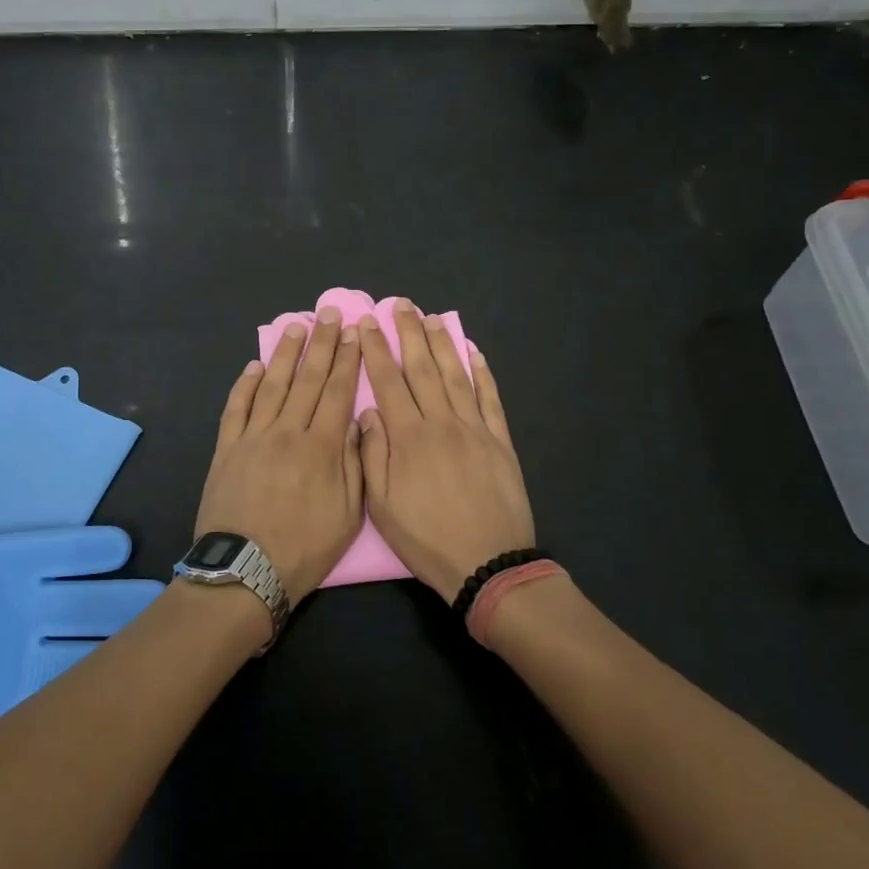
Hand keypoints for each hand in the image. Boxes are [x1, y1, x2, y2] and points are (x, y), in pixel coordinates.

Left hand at [194, 305, 364, 606]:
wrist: (244, 572)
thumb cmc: (304, 548)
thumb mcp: (348, 514)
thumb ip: (354, 462)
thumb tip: (357, 419)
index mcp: (322, 447)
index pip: (337, 392)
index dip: (347, 360)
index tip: (353, 332)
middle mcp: (288, 431)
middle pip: (307, 379)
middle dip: (321, 344)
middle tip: (328, 313)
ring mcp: (253, 437)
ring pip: (273, 385)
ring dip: (285, 354)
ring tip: (296, 326)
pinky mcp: (226, 448)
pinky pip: (236, 408)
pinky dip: (245, 384)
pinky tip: (255, 365)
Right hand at [357, 304, 535, 603]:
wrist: (488, 564)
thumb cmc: (427, 539)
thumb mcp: (383, 506)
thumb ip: (372, 454)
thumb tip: (367, 412)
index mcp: (409, 437)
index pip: (388, 382)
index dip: (376, 350)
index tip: (367, 323)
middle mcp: (441, 422)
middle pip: (422, 368)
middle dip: (409, 333)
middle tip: (400, 304)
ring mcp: (475, 428)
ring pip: (455, 375)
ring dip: (442, 344)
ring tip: (431, 318)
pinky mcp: (500, 440)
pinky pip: (490, 398)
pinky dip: (482, 372)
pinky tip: (473, 352)